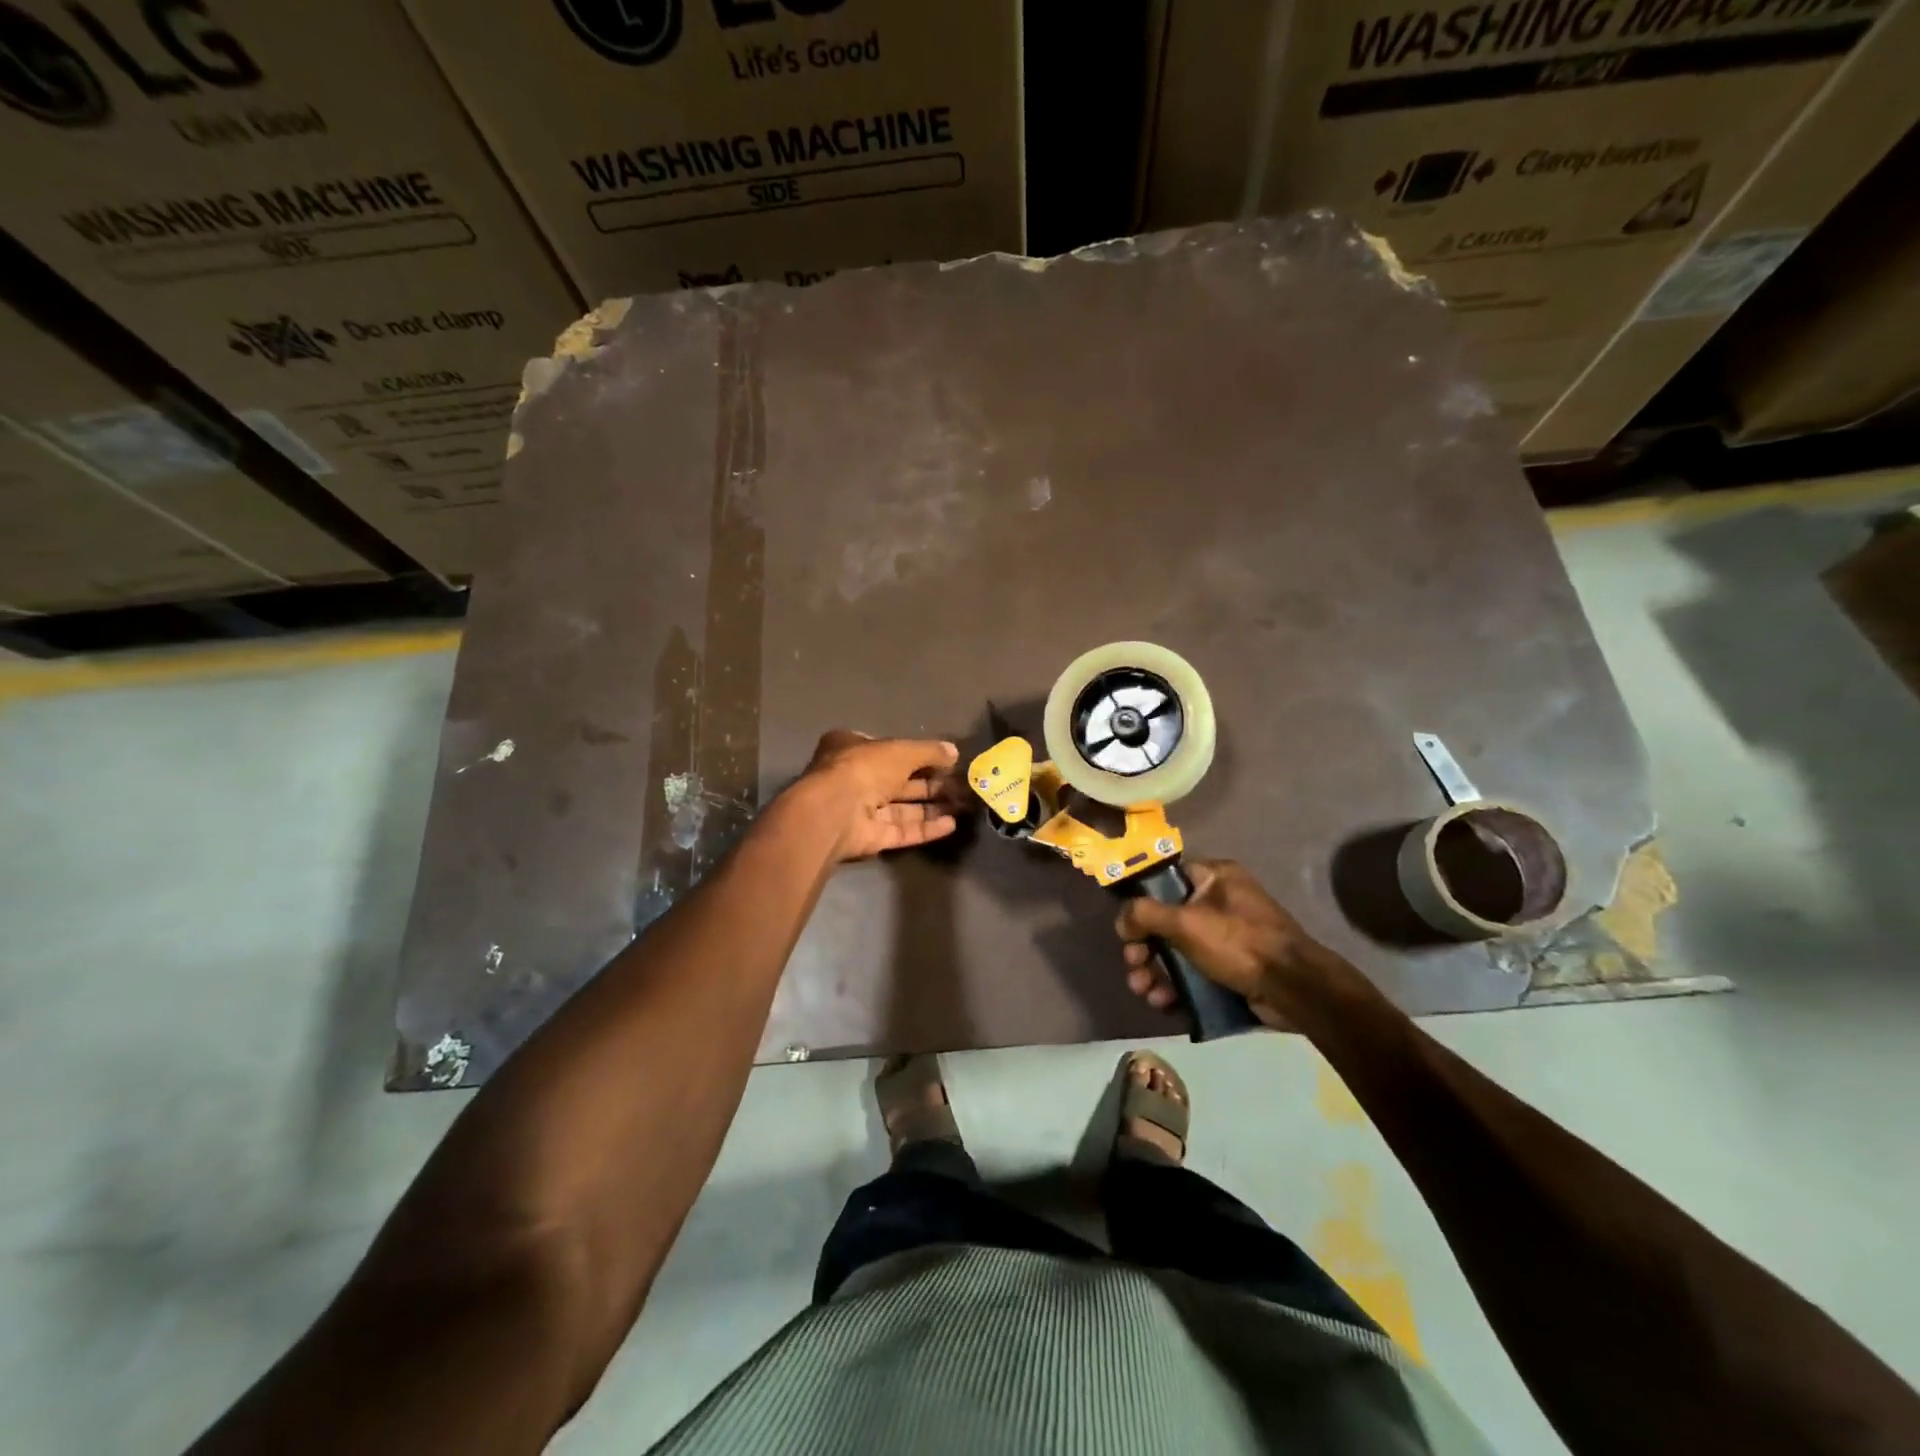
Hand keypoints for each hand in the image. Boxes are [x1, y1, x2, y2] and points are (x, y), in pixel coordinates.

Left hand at [793, 730, 962, 860]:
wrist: (834, 812)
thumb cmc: (864, 768)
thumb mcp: (902, 750)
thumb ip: (929, 751)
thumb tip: (954, 751)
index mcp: (852, 748)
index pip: (887, 748)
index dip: (915, 754)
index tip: (944, 760)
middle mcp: (855, 778)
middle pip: (898, 781)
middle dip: (930, 784)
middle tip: (961, 785)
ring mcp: (861, 810)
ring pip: (902, 808)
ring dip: (932, 807)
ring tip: (962, 805)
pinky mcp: (869, 837)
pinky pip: (901, 831)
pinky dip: (925, 828)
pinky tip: (951, 825)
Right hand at [1114, 859, 1340, 1028]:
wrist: (1295, 990)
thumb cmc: (1239, 943)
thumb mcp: (1186, 922)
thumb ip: (1145, 914)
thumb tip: (1122, 919)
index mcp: (1214, 878)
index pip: (1166, 880)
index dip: (1142, 901)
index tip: (1127, 926)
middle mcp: (1220, 903)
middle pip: (1166, 920)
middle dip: (1144, 947)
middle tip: (1133, 965)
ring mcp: (1227, 938)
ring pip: (1177, 951)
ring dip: (1155, 971)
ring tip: (1144, 991)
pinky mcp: (1231, 969)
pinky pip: (1194, 973)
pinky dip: (1176, 987)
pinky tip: (1164, 1003)